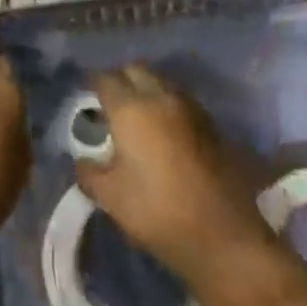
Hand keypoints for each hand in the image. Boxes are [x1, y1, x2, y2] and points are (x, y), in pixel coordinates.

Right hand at [75, 65, 275, 283]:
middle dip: (120, 79)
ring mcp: (189, 108)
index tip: (86, 96)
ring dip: (146, 89)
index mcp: (130, 110)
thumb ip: (90, 173)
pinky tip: (162, 130)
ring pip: (161, 82)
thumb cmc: (157, 212)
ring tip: (136, 115)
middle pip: (136, 70)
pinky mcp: (210, 123)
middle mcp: (160, 98)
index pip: (105, 80)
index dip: (92, 84)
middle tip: (110, 102)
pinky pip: (180, 100)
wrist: (223, 234)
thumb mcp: (111, 198)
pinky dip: (166, 104)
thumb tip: (83, 161)